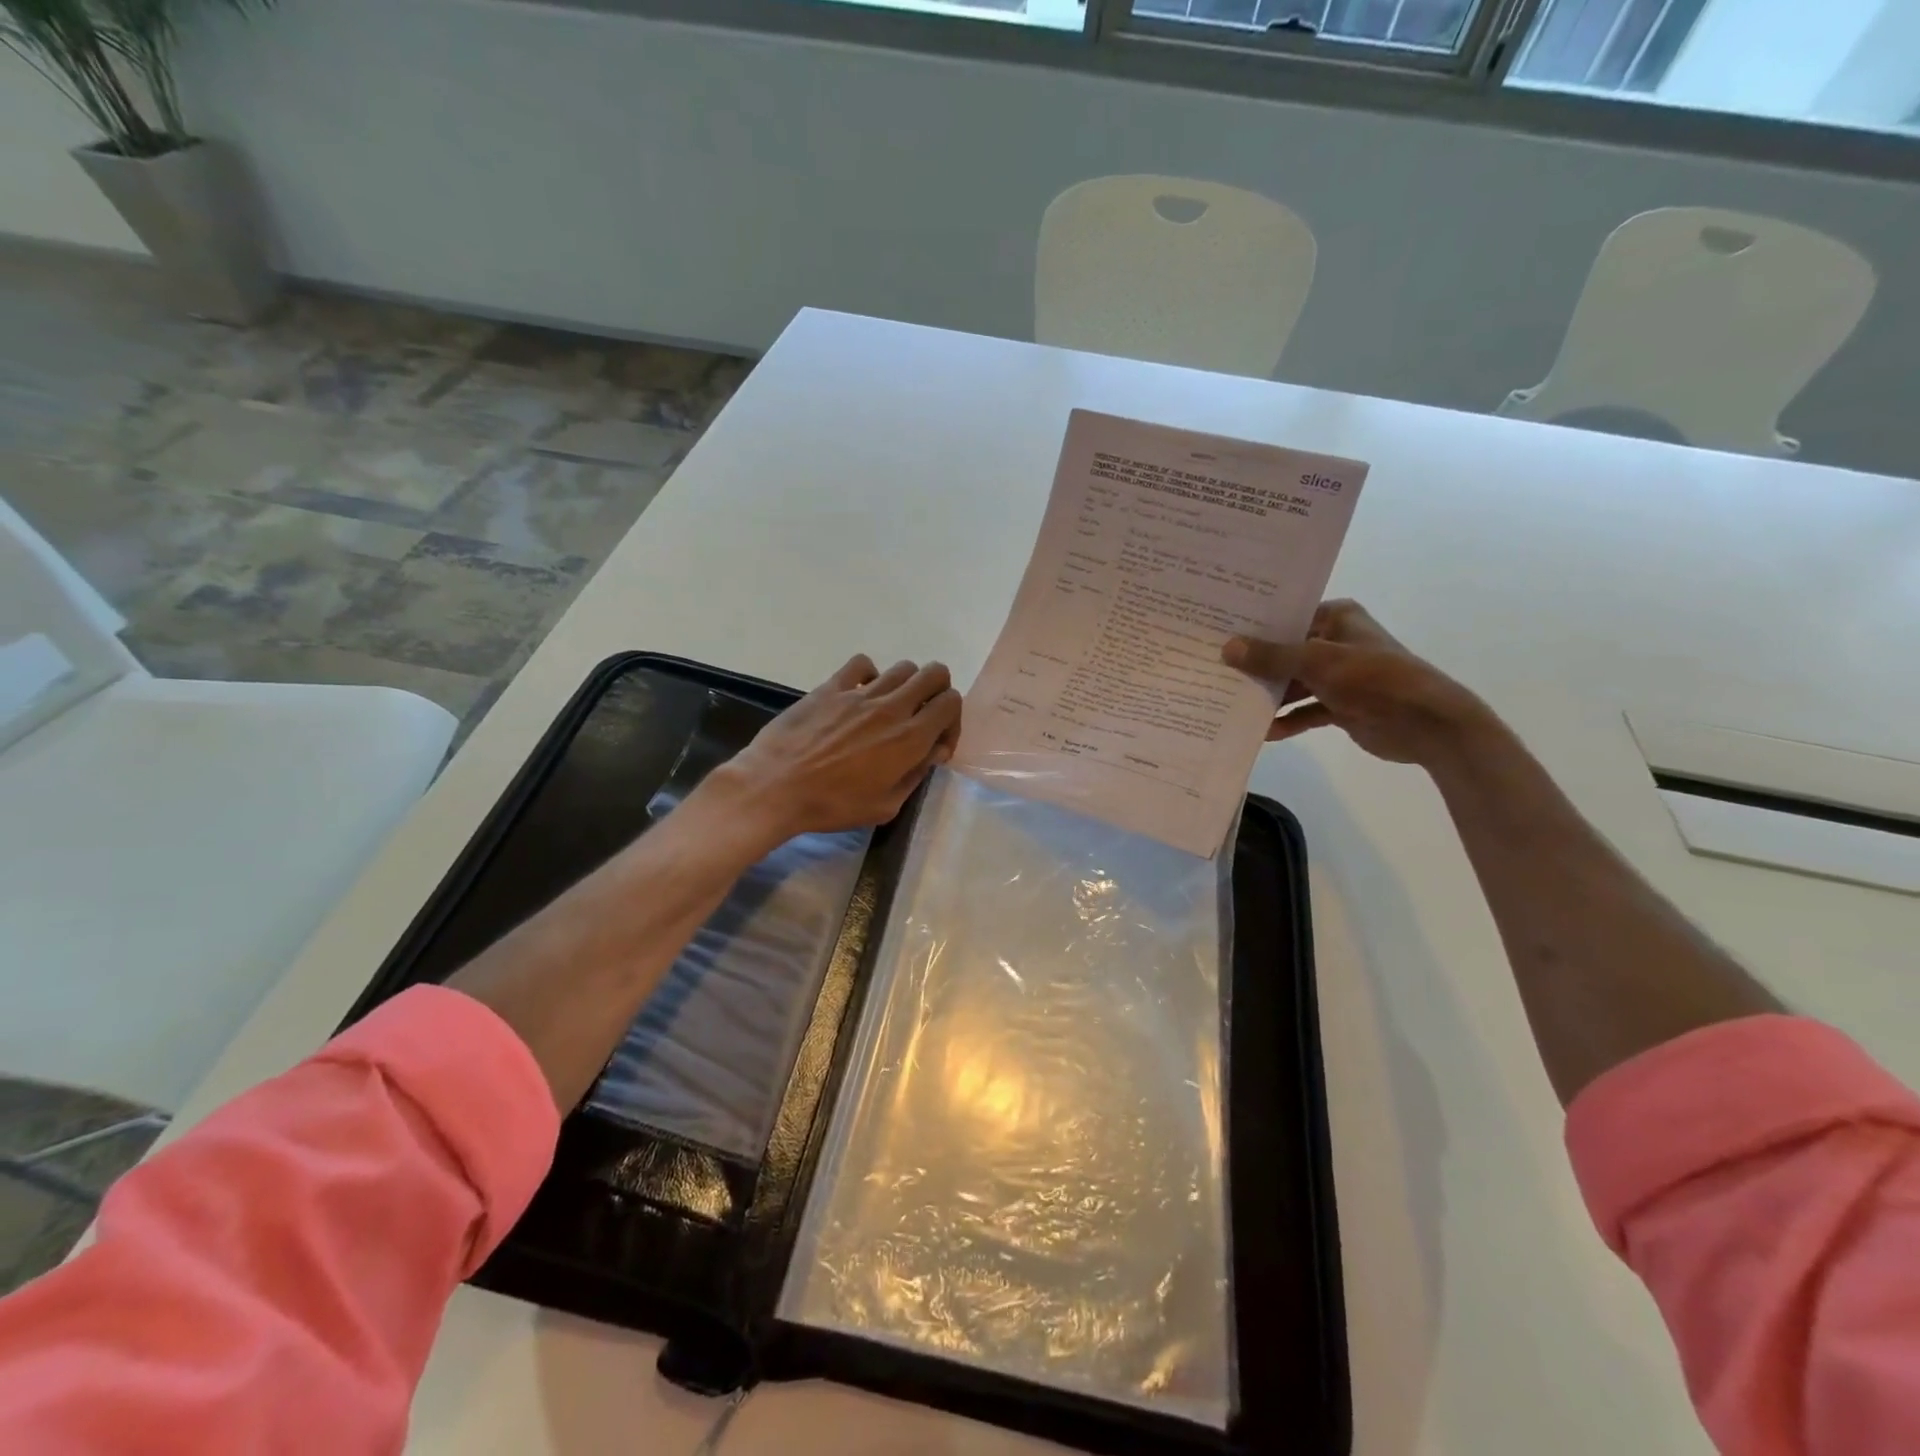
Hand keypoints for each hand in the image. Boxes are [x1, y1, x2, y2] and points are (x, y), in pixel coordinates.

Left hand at [714, 654, 963, 840]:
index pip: (951, 703)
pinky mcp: (831, 686)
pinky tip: (858, 695)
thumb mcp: (885, 806)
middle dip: (937, 692)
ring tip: (889, 709)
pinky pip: (862, 663)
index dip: (951, 721)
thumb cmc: (832, 805)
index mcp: (910, 738)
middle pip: (935, 674)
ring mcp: (860, 692)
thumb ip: (916, 775)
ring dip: (906, 685)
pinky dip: (869, 675)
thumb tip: (933, 751)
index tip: (935, 743)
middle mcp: (892, 707)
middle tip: (921, 717)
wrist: (775, 788)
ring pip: (903, 667)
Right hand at [1222, 599, 1490, 766]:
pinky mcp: (1340, 706)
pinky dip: (1287, 720)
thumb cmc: (1375, 678)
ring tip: (1229, 702)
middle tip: (1213, 669)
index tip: (1216, 634)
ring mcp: (1338, 676)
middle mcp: (1335, 642)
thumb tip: (1227, 648)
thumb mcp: (1318, 662)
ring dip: (1268, 696)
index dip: (1254, 627)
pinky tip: (1262, 732)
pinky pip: (1304, 711)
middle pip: (1285, 652)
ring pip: (1292, 683)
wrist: (1427, 724)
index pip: (1287, 617)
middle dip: (1254, 665)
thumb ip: (1272, 657)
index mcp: (1336, 618)